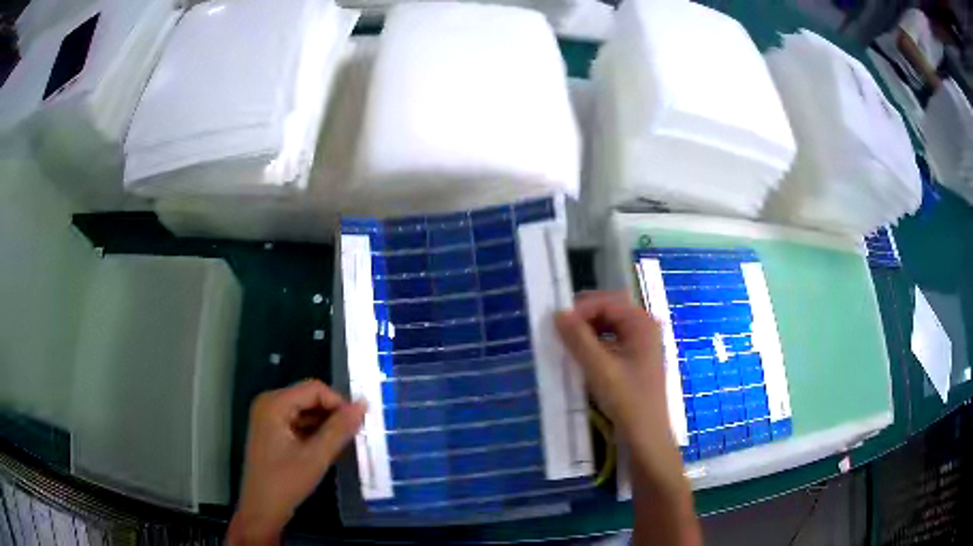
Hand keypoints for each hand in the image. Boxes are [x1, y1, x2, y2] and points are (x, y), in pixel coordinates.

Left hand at [228, 380, 365, 544]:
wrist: (262, 509)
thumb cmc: (286, 482)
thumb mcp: (316, 456)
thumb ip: (339, 429)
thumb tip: (363, 405)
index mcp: (274, 404)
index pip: (314, 389)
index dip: (339, 403)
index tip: (358, 424)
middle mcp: (269, 403)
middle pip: (309, 397)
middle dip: (333, 413)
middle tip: (354, 434)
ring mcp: (269, 417)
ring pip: (306, 411)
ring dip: (326, 424)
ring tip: (344, 442)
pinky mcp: (273, 431)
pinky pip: (299, 422)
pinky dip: (316, 432)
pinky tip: (328, 447)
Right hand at [556, 292, 700, 545]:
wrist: (647, 438)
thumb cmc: (627, 401)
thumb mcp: (599, 369)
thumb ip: (578, 338)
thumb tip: (557, 313)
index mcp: (642, 323)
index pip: (606, 302)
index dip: (580, 310)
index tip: (557, 326)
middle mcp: (645, 328)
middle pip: (609, 311)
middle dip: (584, 319)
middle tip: (560, 336)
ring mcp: (643, 344)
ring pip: (609, 327)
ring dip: (588, 333)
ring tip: (569, 348)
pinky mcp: (637, 361)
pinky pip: (613, 343)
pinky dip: (596, 347)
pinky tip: (583, 361)